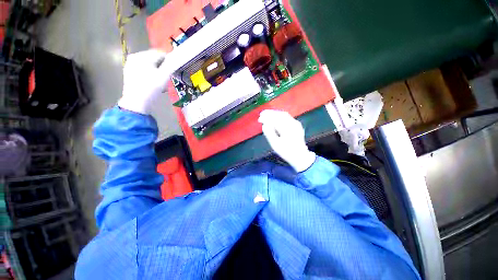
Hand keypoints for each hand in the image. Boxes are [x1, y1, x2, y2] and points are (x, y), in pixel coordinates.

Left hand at [118, 49, 172, 114]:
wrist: (136, 102)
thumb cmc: (151, 88)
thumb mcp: (164, 76)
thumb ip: (171, 66)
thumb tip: (176, 59)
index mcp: (142, 56)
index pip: (160, 54)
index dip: (170, 61)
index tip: (175, 71)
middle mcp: (134, 57)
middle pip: (154, 59)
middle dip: (163, 68)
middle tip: (168, 78)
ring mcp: (130, 65)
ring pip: (149, 65)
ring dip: (158, 72)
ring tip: (162, 83)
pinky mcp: (129, 73)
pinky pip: (143, 70)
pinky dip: (151, 74)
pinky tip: (154, 83)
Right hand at [258, 110, 315, 171]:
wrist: (300, 156)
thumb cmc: (286, 151)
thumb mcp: (275, 144)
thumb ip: (269, 133)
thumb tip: (264, 125)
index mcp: (287, 129)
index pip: (275, 119)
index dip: (267, 117)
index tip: (259, 118)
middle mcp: (293, 124)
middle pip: (280, 114)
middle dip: (270, 113)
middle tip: (262, 114)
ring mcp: (296, 124)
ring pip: (284, 115)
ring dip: (275, 114)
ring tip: (267, 115)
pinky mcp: (297, 125)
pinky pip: (287, 117)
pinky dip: (280, 116)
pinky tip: (275, 118)